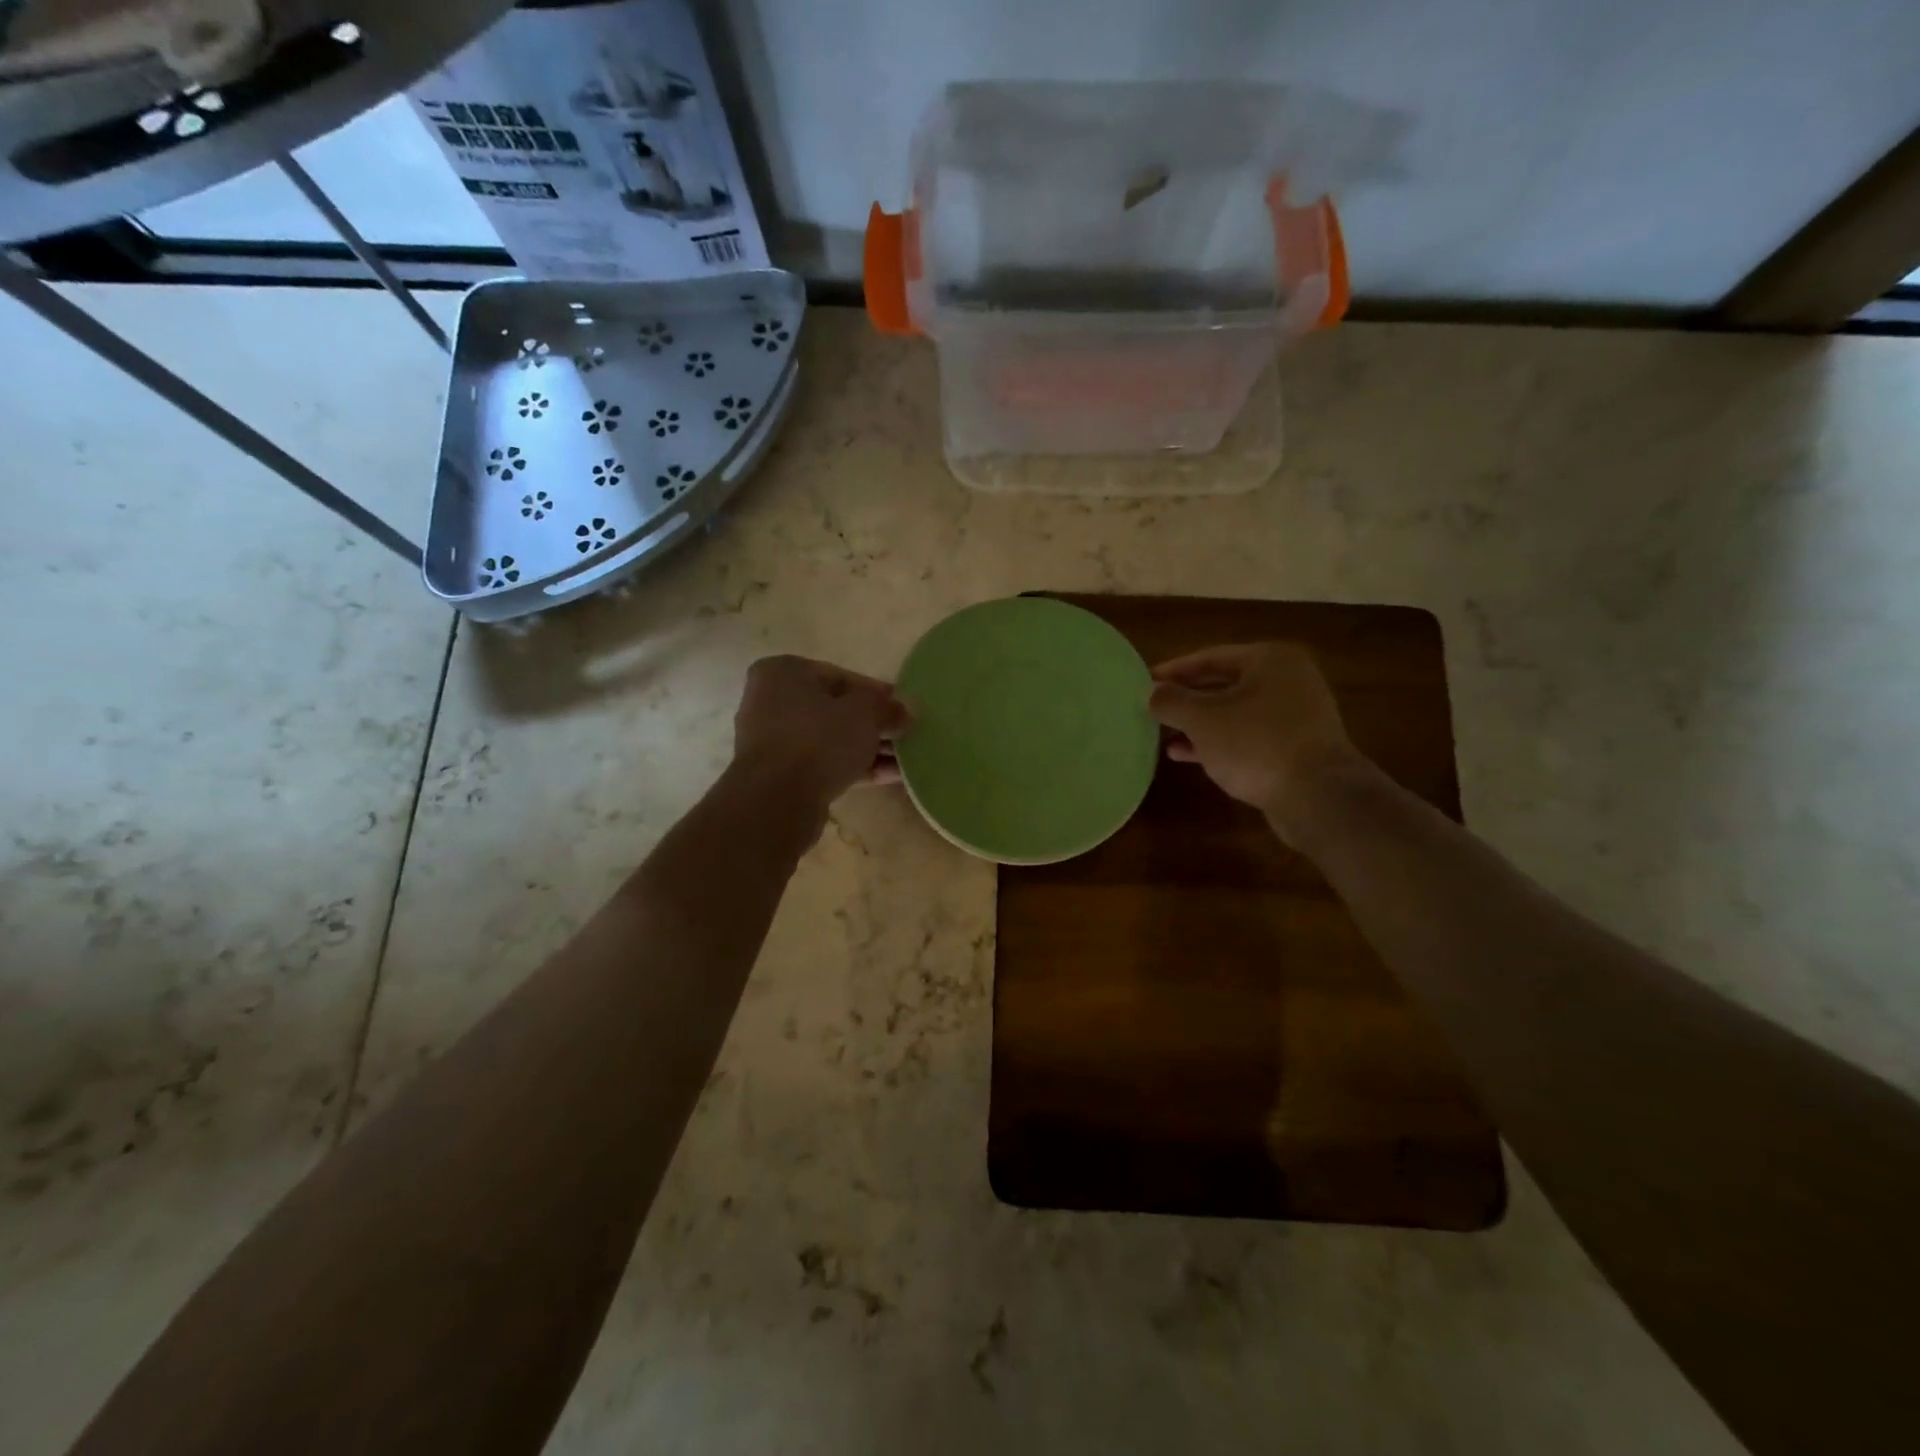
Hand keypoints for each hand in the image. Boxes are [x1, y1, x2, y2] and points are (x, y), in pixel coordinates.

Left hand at [732, 655, 909, 810]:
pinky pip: (824, 763)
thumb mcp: (865, 713)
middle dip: (874, 725)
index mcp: (784, 672)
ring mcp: (773, 740)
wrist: (777, 800)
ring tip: (904, 761)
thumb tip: (907, 710)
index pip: (842, 677)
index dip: (878, 694)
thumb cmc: (819, 739)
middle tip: (906, 736)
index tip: (904, 710)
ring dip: (868, 749)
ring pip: (831, 739)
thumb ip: (888, 707)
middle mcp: (771, 700)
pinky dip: (853, 767)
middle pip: (836, 709)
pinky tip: (889, 777)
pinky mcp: (780, 774)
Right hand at [1148, 642, 1366, 839]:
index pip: (1210, 657)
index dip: (1173, 671)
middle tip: (1153, 709)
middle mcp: (1287, 680)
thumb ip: (1172, 701)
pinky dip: (1218, 742)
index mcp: (1270, 660)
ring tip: (1163, 735)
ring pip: (1234, 713)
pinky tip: (1186, 756)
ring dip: (1198, 724)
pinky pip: (1247, 736)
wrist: (1319, 797)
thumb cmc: (1257, 745)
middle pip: (1224, 684)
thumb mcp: (1203, 719)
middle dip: (1186, 699)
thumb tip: (1151, 692)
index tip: (1144, 683)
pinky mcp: (1295, 747)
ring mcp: (1295, 715)